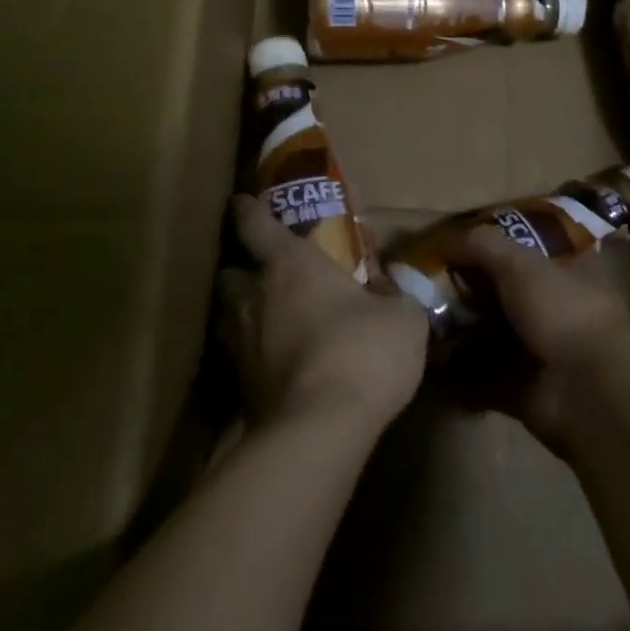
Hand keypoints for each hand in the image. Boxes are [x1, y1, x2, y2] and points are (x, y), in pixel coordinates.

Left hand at [223, 196, 429, 435]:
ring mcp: (239, 344)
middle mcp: (254, 296)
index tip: (241, 201)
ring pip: (227, 318)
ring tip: (267, 324)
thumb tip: (387, 283)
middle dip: (242, 271)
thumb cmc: (363, 352)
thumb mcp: (402, 317)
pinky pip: (238, 360)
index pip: (254, 224)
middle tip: (264, 278)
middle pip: (229, 272)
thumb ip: (393, 294)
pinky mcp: (237, 387)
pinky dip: (252, 358)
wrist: (320, 429)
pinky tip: (275, 367)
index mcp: (290, 264)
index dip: (247, 210)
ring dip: (242, 316)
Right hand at [444, 227, 629, 452]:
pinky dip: (458, 376)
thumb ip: (482, 245)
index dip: (493, 247)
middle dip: (467, 292)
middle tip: (424, 287)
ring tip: (419, 323)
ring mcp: (540, 351)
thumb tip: (446, 241)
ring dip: (459, 334)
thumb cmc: (562, 312)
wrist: (589, 391)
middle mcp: (554, 309)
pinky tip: (428, 362)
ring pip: (491, 336)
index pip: (526, 250)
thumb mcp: (520, 263)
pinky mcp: (524, 390)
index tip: (454, 247)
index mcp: (566, 271)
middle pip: (503, 294)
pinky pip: (483, 379)